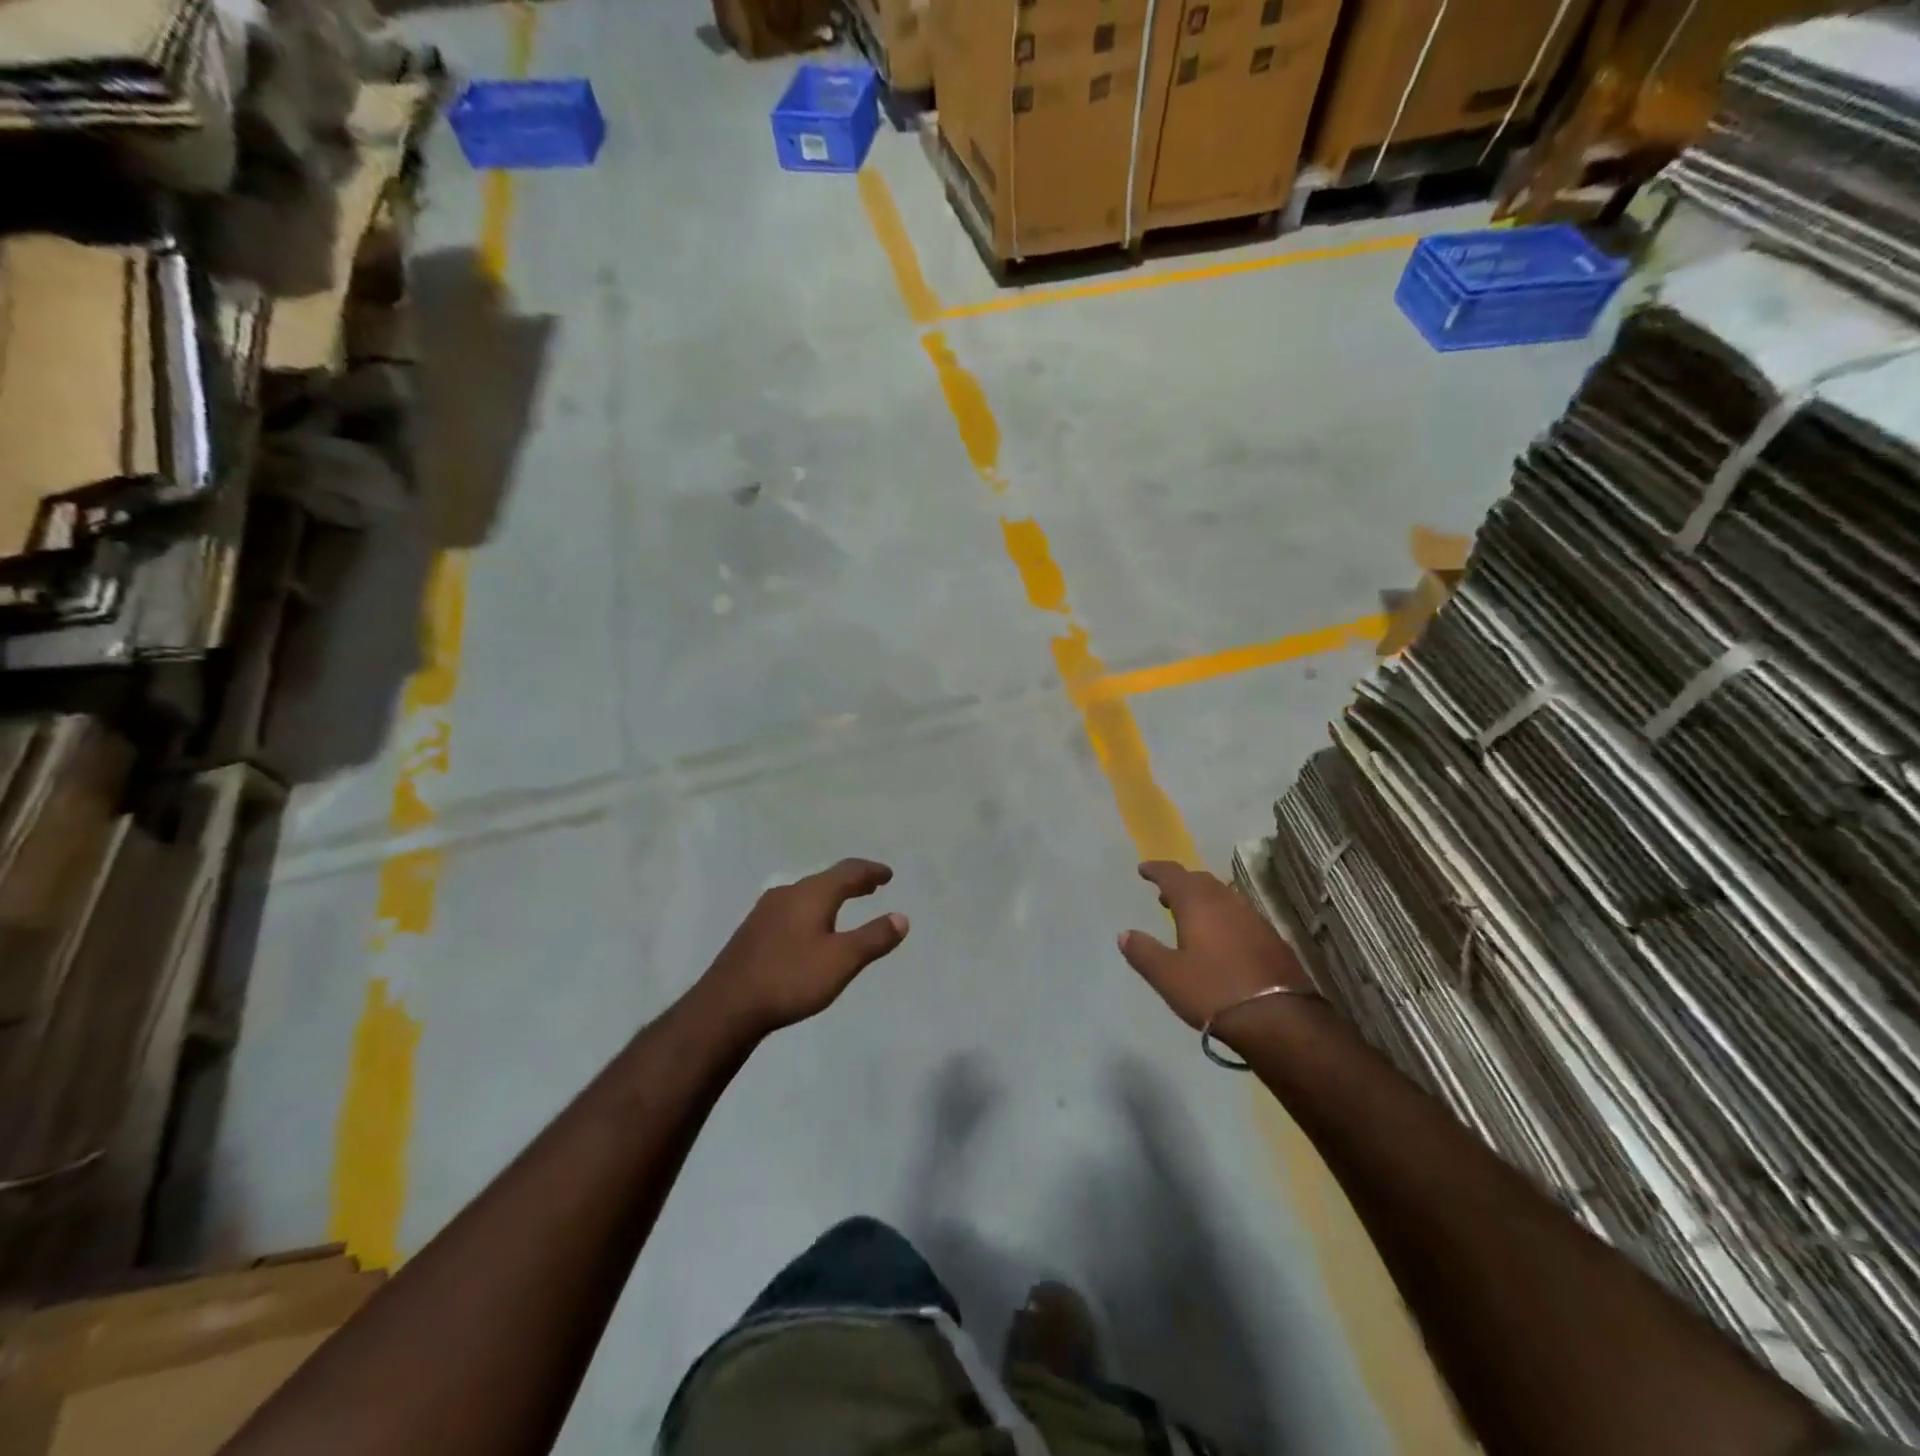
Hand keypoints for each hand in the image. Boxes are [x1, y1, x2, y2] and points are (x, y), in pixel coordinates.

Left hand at [696, 858, 908, 1037]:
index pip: (848, 871)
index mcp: (811, 893)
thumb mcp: (841, 961)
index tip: (888, 875)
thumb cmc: (790, 978)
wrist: (726, 1006)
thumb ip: (873, 938)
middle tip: (872, 886)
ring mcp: (766, 911)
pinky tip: (810, 928)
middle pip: (826, 879)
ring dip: (831, 895)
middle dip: (852, 881)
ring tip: (846, 905)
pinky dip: (812, 909)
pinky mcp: (753, 931)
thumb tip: (901, 917)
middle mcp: (788, 893)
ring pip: (807, 893)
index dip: (871, 872)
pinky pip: (792, 908)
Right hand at [1118, 861, 1311, 1029]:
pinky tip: (1219, 936)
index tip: (1143, 869)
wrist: (1279, 1018)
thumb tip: (1125, 934)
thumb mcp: (1168, 976)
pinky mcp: (1270, 937)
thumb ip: (1144, 952)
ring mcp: (1252, 918)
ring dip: (1203, 898)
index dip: (1156, 869)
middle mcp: (1226, 902)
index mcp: (1198, 904)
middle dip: (1180, 883)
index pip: (1173, 875)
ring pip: (1222, 896)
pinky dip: (1222, 915)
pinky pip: (1238, 914)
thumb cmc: (1214, 991)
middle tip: (1164, 893)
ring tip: (1189, 914)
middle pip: (1200, 880)